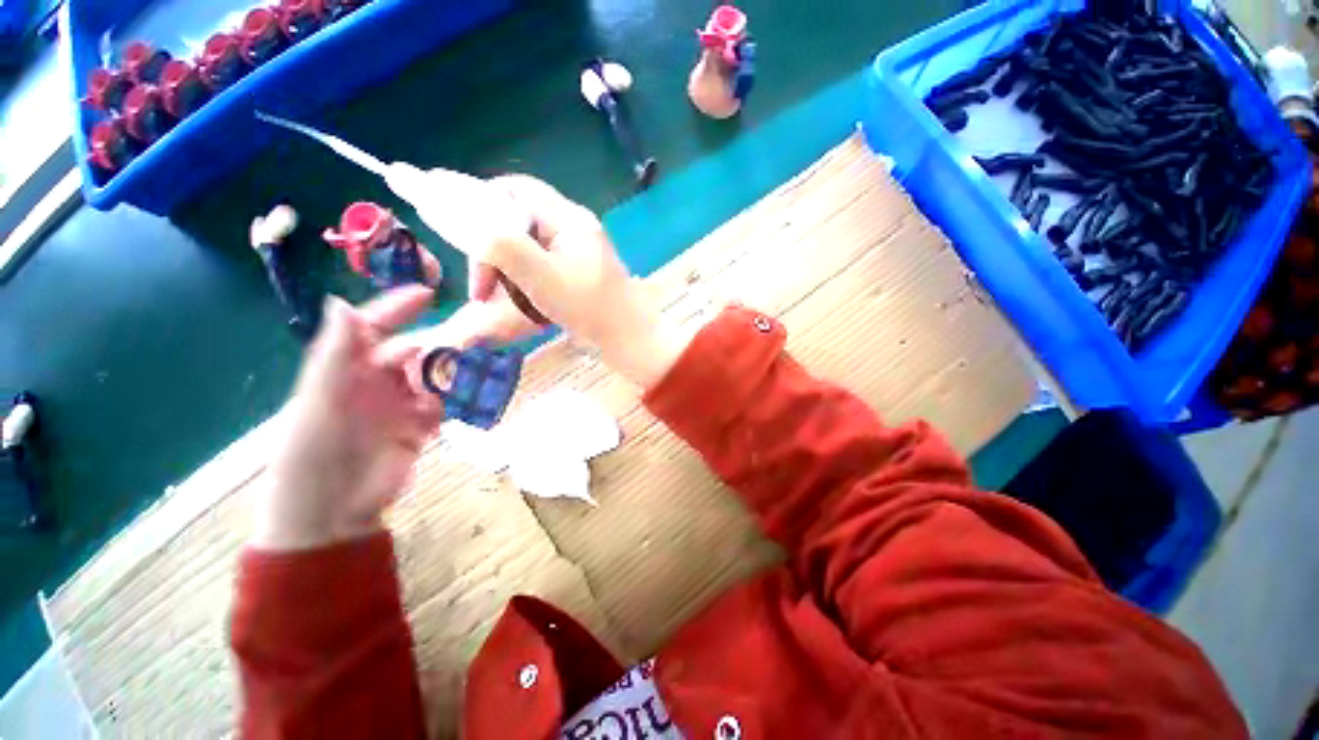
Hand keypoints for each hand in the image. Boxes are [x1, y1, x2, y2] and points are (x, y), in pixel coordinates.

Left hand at [252, 287, 442, 551]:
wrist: (331, 513)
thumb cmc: (312, 456)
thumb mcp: (319, 403)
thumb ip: (335, 356)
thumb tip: (342, 302)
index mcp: (346, 370)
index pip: (373, 329)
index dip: (396, 309)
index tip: (428, 294)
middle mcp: (375, 382)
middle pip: (412, 352)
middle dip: (435, 347)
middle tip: (464, 346)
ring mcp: (399, 405)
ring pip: (431, 378)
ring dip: (446, 377)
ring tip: (461, 380)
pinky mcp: (418, 428)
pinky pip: (441, 407)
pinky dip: (447, 406)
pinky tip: (444, 415)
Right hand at [395, 175, 692, 387]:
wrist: (628, 338)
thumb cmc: (589, 308)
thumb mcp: (542, 277)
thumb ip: (504, 247)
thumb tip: (469, 222)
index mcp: (569, 219)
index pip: (518, 190)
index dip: (481, 199)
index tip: (459, 229)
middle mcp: (573, 228)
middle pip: (519, 218)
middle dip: (492, 246)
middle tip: (480, 284)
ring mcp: (576, 250)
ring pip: (526, 244)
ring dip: (504, 265)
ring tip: (489, 296)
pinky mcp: (576, 270)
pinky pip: (538, 262)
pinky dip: (520, 276)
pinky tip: (513, 297)